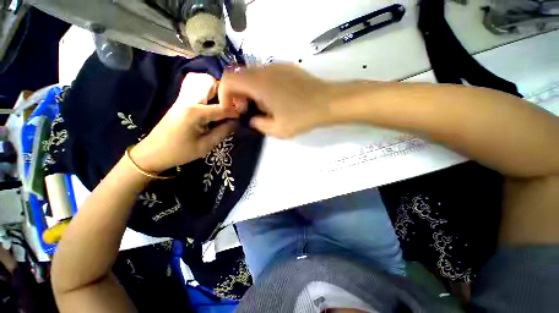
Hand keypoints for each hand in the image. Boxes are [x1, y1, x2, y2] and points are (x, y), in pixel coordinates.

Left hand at [131, 73, 237, 172]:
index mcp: (195, 112)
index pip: (222, 107)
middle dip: (227, 93)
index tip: (245, 115)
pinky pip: (198, 88)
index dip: (236, 111)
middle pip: (213, 84)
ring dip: (217, 91)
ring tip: (223, 106)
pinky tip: (211, 106)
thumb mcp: (203, 147)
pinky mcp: (181, 99)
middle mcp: (190, 99)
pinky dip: (208, 92)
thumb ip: (222, 133)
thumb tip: (236, 122)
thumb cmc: (178, 152)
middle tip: (233, 107)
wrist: (153, 151)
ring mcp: (184, 97)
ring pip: (205, 83)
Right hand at [218, 64, 333, 137]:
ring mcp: (276, 66)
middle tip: (247, 108)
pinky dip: (261, 82)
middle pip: (238, 74)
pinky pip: (266, 72)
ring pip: (252, 72)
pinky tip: (276, 96)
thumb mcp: (277, 129)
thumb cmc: (302, 115)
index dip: (224, 94)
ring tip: (262, 103)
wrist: (329, 101)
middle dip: (236, 91)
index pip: (227, 79)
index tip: (233, 109)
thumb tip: (252, 118)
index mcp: (257, 83)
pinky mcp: (287, 66)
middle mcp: (264, 70)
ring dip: (249, 87)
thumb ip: (258, 124)